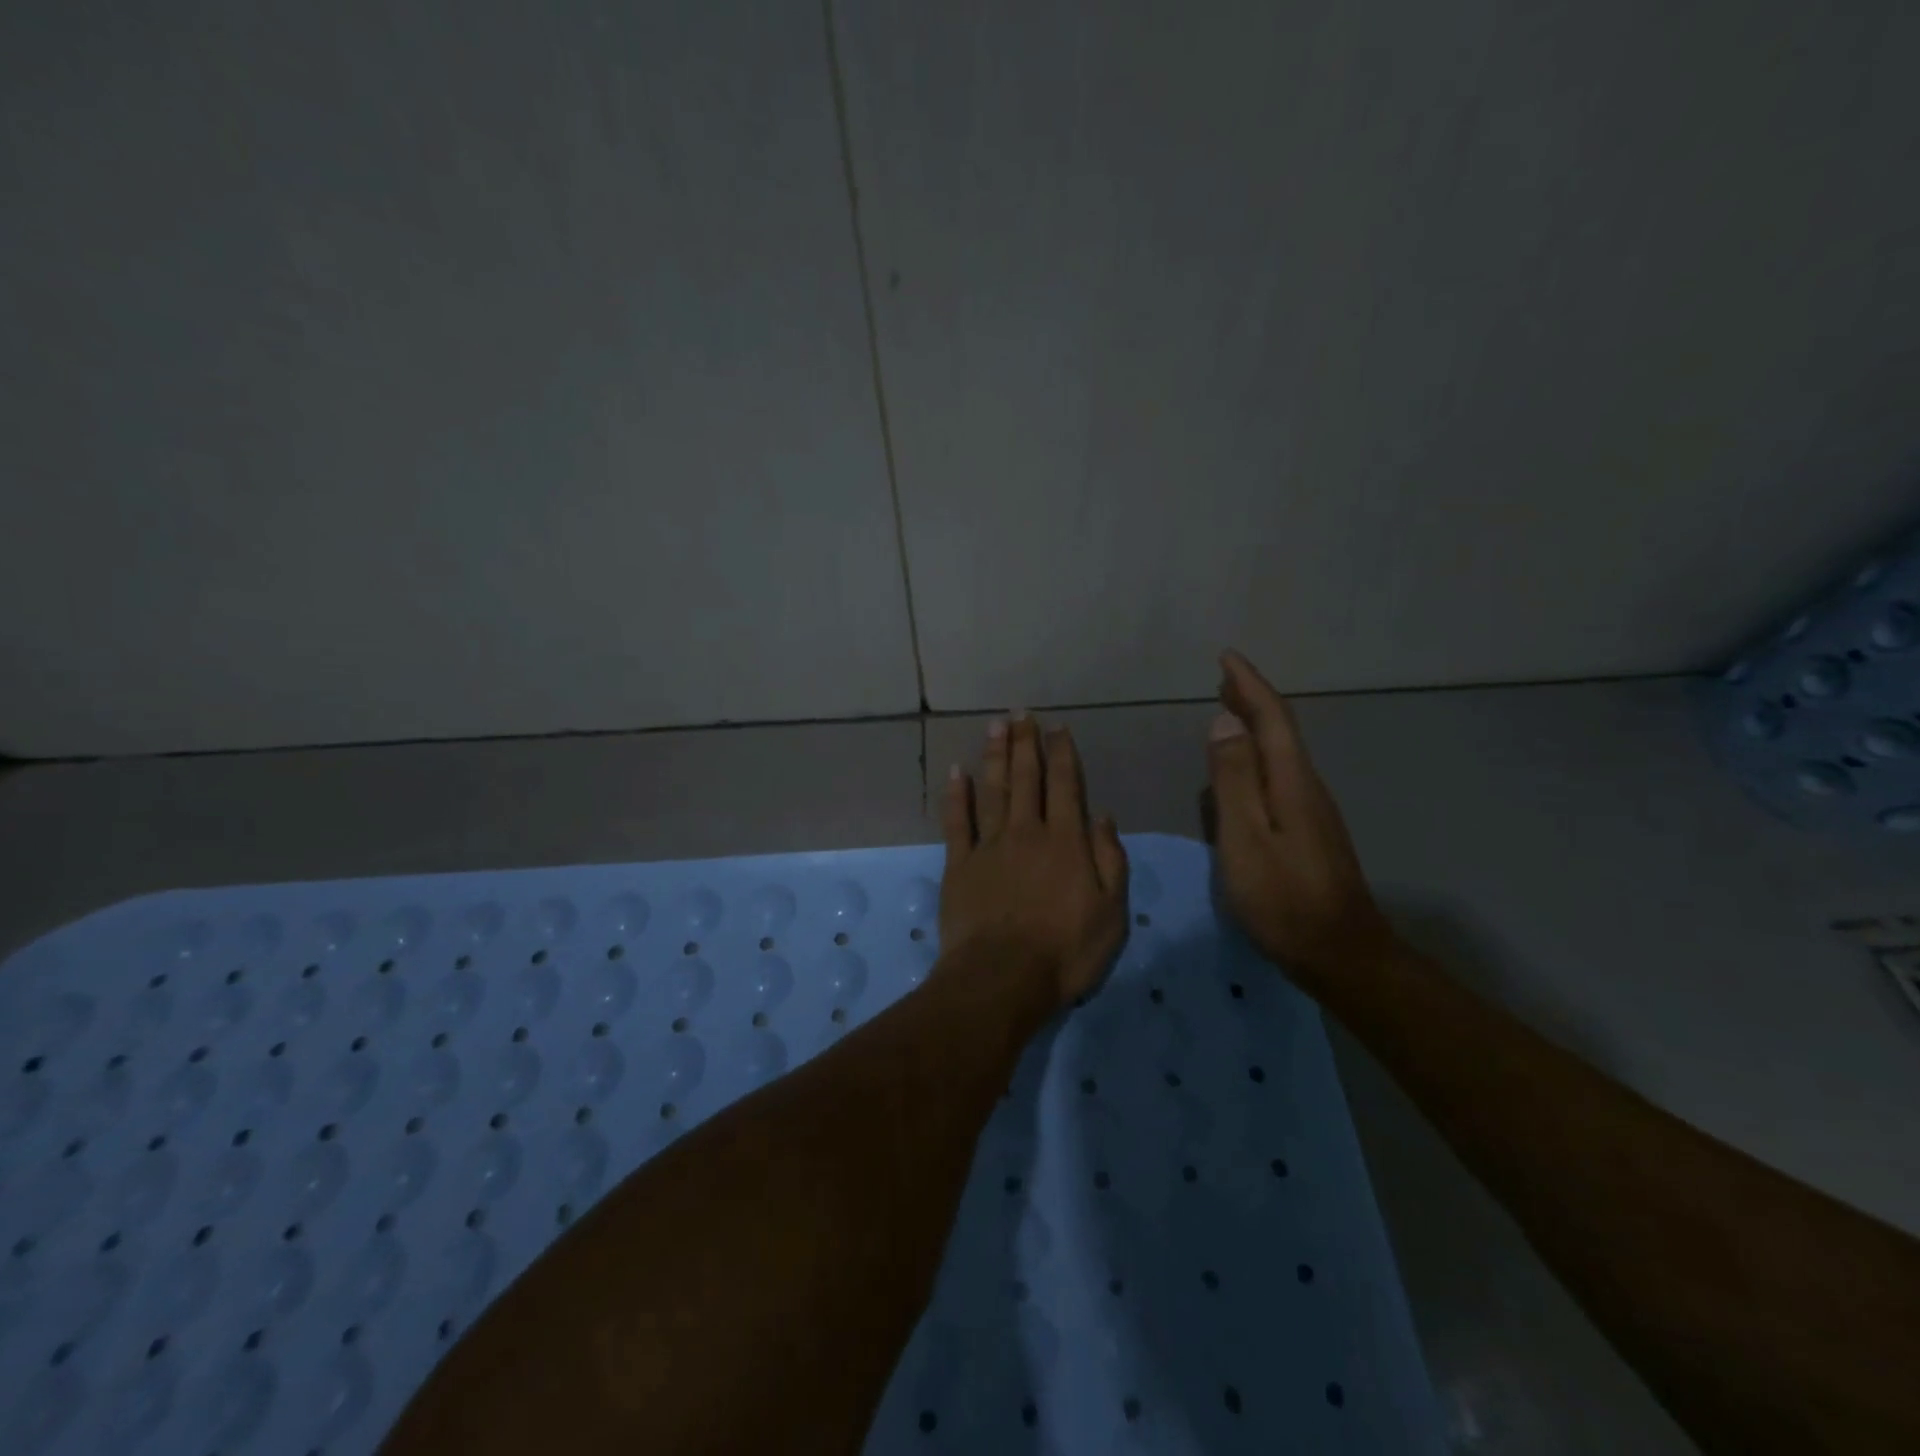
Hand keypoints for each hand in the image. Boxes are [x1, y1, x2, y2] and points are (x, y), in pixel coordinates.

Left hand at [941, 716, 1129, 1007]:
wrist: (1002, 978)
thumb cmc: (1065, 952)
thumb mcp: (1111, 913)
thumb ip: (1110, 861)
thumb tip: (1103, 817)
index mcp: (1065, 842)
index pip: (1065, 787)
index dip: (1062, 755)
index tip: (1057, 728)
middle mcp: (1026, 832)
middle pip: (1026, 779)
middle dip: (1025, 744)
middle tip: (1022, 713)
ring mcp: (989, 846)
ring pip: (992, 790)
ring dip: (994, 756)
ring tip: (995, 726)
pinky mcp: (959, 864)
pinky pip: (957, 821)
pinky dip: (956, 795)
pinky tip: (955, 772)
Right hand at [1206, 650, 1392, 984]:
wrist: (1342, 954)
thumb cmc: (1283, 899)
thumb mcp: (1245, 838)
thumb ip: (1233, 779)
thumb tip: (1225, 722)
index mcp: (1291, 781)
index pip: (1271, 718)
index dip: (1248, 685)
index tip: (1226, 658)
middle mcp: (1307, 787)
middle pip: (1280, 731)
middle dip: (1252, 700)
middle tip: (1223, 679)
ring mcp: (1313, 811)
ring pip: (1281, 754)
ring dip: (1256, 727)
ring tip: (1228, 712)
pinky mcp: (1310, 832)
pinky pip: (1280, 777)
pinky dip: (1258, 757)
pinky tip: (1244, 770)